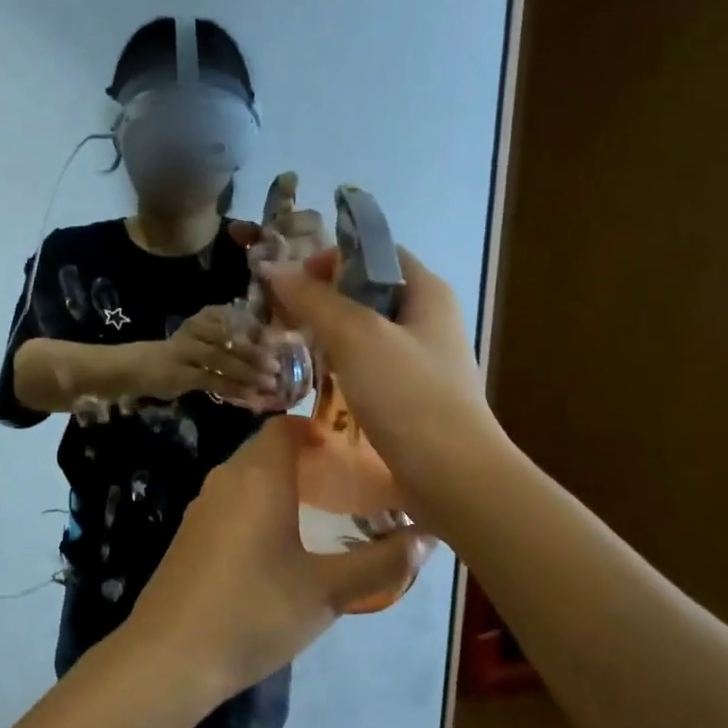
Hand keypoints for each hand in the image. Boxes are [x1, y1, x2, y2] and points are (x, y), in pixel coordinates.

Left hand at [125, 417, 432, 694]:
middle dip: (308, 460)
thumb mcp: (328, 591)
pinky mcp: (189, 535)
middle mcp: (226, 479)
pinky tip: (279, 548)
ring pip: (249, 478)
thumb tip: (428, 538)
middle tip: (350, 484)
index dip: (320, 429)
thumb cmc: (254, 612)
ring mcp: (201, 507)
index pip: (286, 426)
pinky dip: (259, 508)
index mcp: (258, 476)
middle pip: (268, 450)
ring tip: (324, 513)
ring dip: (283, 486)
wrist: (169, 657)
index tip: (354, 451)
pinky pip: (232, 504)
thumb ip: (382, 563)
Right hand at [151, 303, 280, 400]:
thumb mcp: (204, 341)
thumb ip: (231, 344)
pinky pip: (212, 381)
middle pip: (230, 340)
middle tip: (277, 365)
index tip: (279, 344)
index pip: (236, 319)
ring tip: (270, 384)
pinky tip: (251, 398)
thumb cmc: (180, 354)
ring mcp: (186, 351)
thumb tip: (268, 354)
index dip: (258, 332)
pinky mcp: (181, 374)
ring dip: (248, 373)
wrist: (138, 366)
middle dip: (256, 354)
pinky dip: (234, 390)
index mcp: (205, 317)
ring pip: (222, 360)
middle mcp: (196, 329)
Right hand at [262, 247, 498, 527]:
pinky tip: (318, 381)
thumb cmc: (408, 395)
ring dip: (330, 334)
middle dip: (325, 298)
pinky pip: (370, 367)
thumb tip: (274, 269)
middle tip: (283, 315)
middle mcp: (428, 319)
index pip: (376, 252)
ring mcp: (422, 360)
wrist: (452, 475)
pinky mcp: (412, 395)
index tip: (293, 279)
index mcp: (427, 291)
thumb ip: (315, 300)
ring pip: (367, 332)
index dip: (333, 257)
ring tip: (292, 345)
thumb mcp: (357, 337)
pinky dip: (343, 366)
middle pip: (369, 291)